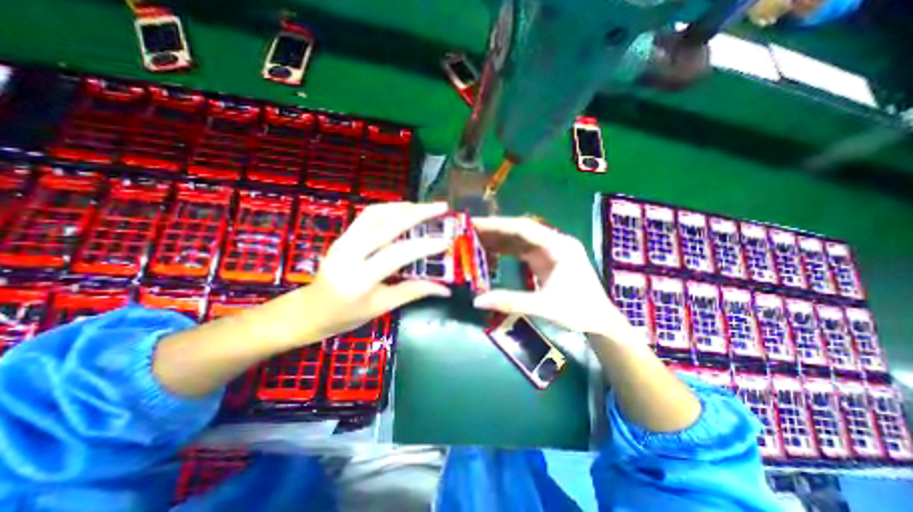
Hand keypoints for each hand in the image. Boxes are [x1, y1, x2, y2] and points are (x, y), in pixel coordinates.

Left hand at [302, 202, 451, 338]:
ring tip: (425, 207)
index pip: (397, 254)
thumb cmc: (346, 315)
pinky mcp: (343, 235)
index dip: (424, 246)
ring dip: (404, 207)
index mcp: (359, 278)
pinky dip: (389, 208)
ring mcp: (343, 240)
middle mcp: (349, 253)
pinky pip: (368, 215)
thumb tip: (444, 289)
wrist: (310, 310)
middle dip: (418, 213)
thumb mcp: (382, 307)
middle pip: (387, 225)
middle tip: (442, 207)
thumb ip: (413, 292)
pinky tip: (404, 210)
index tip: (446, 242)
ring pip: (376, 213)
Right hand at [471, 217, 635, 338]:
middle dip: (494, 230)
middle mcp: (554, 243)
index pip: (523, 228)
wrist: (601, 321)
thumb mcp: (544, 307)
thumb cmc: (579, 311)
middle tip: (468, 230)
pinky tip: (489, 252)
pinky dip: (505, 250)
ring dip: (498, 239)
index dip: (497, 225)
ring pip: (520, 239)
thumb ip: (511, 302)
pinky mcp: (546, 260)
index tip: (475, 224)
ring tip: (474, 239)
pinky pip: (522, 250)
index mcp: (559, 247)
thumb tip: (477, 301)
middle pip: (520, 230)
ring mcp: (550, 250)